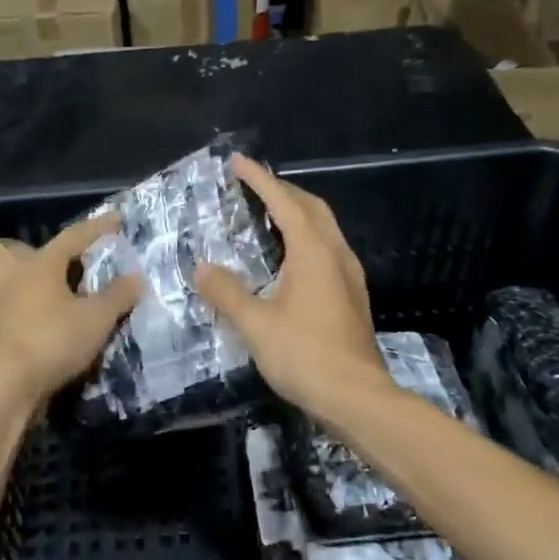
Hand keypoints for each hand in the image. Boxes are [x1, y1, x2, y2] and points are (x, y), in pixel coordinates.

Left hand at [0, 213, 140, 404]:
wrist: (8, 386)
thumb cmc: (53, 340)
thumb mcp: (97, 319)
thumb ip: (118, 296)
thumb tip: (136, 278)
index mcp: (39, 265)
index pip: (71, 237)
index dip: (96, 228)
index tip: (116, 220)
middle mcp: (12, 279)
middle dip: (19, 249)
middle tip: (50, 264)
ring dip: (3, 281)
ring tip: (31, 291)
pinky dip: (8, 311)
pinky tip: (29, 321)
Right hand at [194, 155, 391, 419]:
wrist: (356, 397)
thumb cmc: (305, 355)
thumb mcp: (256, 324)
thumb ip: (227, 292)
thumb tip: (202, 268)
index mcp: (313, 252)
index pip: (284, 203)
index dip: (260, 179)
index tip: (238, 162)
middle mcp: (336, 255)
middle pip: (312, 208)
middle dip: (283, 190)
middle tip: (253, 185)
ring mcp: (348, 276)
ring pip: (324, 228)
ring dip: (297, 213)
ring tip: (268, 214)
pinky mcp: (351, 296)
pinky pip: (327, 249)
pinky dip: (305, 237)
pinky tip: (288, 257)